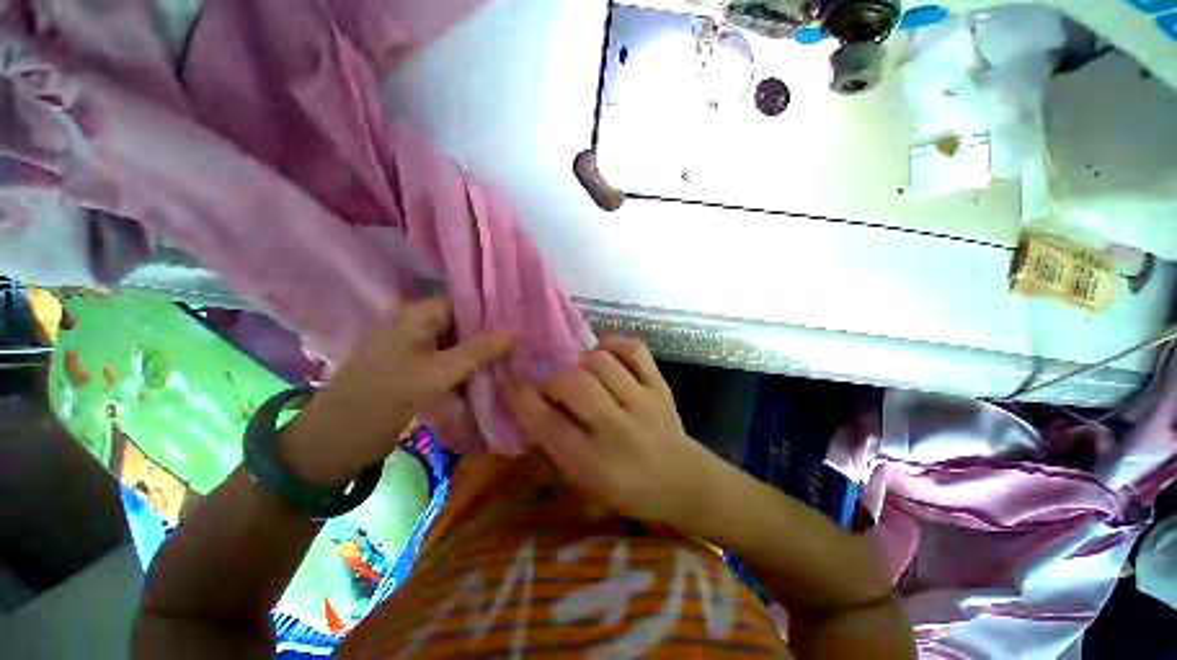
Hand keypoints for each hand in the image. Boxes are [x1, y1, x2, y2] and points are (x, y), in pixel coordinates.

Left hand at [283, 298, 514, 487]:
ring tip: (509, 361)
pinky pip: (446, 361)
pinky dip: (465, 369)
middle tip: (518, 347)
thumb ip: (478, 350)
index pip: (462, 303)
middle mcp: (413, 324)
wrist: (336, 441)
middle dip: (487, 337)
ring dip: (478, 355)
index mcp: (414, 315)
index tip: (518, 325)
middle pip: (460, 324)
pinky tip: (486, 377)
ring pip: (455, 344)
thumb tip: (517, 331)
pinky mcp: (411, 368)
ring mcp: (411, 348)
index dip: (491, 313)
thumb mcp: (437, 373)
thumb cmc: (384, 399)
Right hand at [504, 337, 717, 530]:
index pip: (548, 423)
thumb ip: (552, 446)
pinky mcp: (660, 386)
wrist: (681, 481)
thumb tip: (527, 407)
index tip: (509, 381)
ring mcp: (643, 402)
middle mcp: (618, 429)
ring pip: (601, 362)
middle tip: (548, 382)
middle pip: (574, 385)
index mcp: (594, 463)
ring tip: (579, 371)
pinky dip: (614, 345)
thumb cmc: (626, 488)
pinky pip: (634, 350)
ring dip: (581, 363)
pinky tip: (604, 354)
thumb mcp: (582, 482)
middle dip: (551, 378)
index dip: (522, 397)